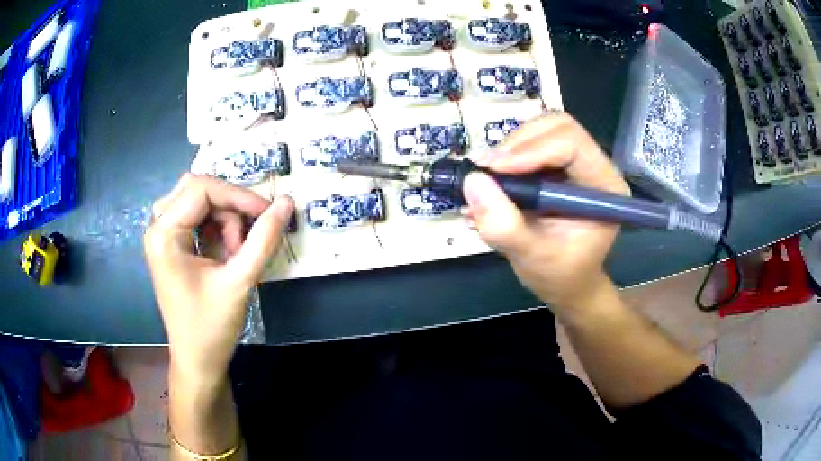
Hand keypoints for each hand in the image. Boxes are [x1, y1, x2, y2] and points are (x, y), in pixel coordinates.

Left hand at [144, 174, 293, 384]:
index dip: (238, 195)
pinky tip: (226, 253)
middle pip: (197, 189)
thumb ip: (264, 238)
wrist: (198, 361)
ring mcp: (162, 235)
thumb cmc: (212, 327)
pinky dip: (217, 228)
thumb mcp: (240, 281)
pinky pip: (196, 218)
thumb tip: (287, 202)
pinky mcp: (171, 245)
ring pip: (198, 201)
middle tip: (248, 236)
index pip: (201, 189)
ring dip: (224, 219)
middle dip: (229, 207)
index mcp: (164, 234)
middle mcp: (157, 227)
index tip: (268, 212)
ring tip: (236, 253)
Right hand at [463, 113, 629, 312]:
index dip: (531, 150)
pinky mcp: (559, 164)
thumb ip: (505, 226)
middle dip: (519, 142)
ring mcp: (577, 162)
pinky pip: (531, 141)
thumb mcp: (531, 258)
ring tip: (488, 178)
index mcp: (605, 187)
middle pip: (558, 125)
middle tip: (488, 169)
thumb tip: (473, 181)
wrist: (566, 282)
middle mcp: (596, 166)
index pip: (572, 144)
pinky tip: (494, 181)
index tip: (492, 170)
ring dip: (510, 147)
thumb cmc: (559, 275)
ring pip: (542, 128)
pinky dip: (507, 155)